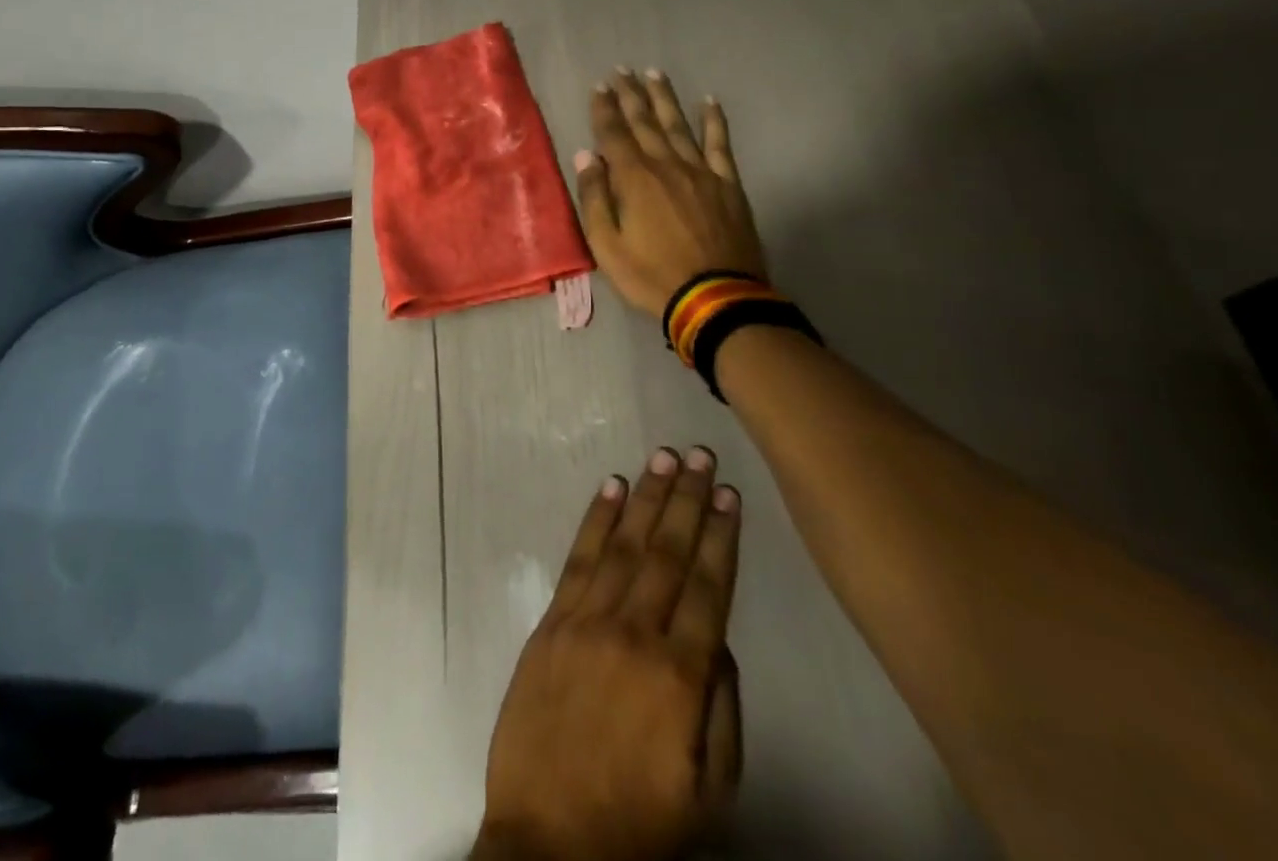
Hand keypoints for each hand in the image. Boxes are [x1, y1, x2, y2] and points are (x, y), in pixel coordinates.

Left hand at [478, 447, 743, 860]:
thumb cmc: (639, 824)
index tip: (730, 494)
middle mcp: (633, 634)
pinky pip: (578, 559)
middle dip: (688, 500)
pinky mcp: (551, 621)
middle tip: (701, 455)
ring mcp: (586, 621)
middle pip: (667, 552)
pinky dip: (596, 519)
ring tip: (664, 458)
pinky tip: (611, 487)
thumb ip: (724, 708)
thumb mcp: (710, 791)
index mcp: (680, 677)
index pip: (707, 588)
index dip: (721, 537)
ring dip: (646, 497)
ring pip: (624, 544)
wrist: (548, 842)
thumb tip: (719, 638)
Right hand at [574, 68, 765, 319]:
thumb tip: (586, 156)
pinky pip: (719, 145)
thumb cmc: (652, 275)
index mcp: (634, 179)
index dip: (604, 109)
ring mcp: (700, 172)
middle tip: (621, 71)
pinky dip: (714, 121)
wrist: (716, 297)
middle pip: (644, 122)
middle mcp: (666, 165)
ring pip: (678, 125)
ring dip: (664, 98)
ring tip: (653, 73)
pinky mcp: (727, 184)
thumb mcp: (607, 245)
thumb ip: (595, 198)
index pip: (614, 134)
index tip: (598, 86)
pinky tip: (709, 102)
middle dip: (630, 95)